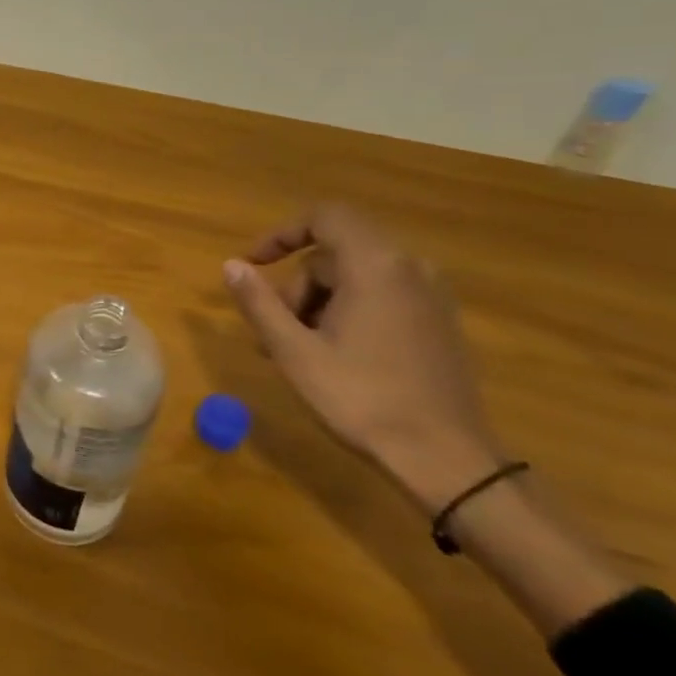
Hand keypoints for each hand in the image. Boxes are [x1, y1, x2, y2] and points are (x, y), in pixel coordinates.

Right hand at [222, 204, 505, 512]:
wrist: (444, 458)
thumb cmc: (360, 398)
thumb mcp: (293, 351)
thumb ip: (259, 302)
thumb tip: (231, 266)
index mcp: (375, 266)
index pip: (325, 217)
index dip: (281, 233)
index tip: (252, 264)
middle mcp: (409, 269)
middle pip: (334, 254)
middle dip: (296, 285)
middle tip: (273, 332)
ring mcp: (431, 296)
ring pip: (355, 278)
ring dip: (317, 303)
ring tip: (297, 352)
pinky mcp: (439, 322)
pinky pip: (381, 296)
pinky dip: (347, 312)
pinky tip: (333, 355)